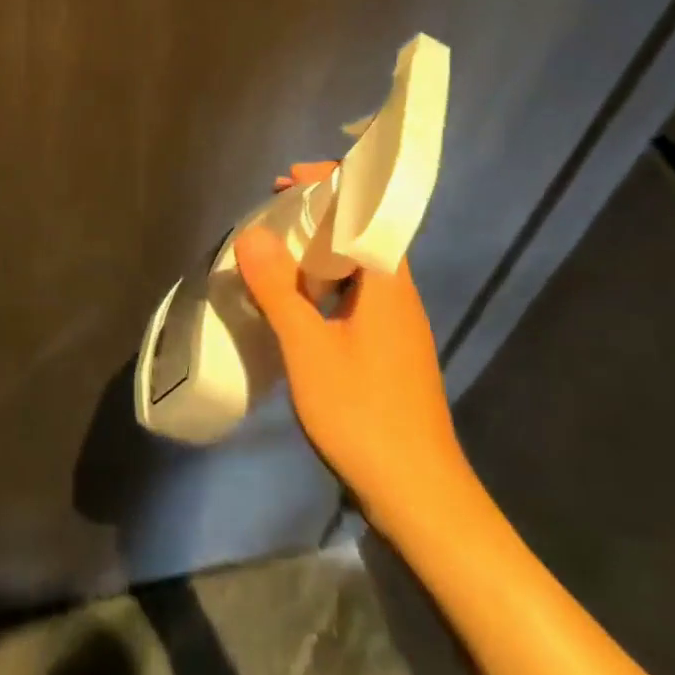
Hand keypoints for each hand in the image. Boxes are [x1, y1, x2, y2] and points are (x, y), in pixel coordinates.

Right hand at [236, 161, 463, 533]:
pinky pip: (354, 297)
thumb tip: (253, 234)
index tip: (287, 179)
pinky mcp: (389, 351)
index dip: (330, 185)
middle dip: (318, 214)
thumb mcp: (308, 349)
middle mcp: (397, 295)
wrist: (420, 496)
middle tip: (272, 211)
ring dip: (318, 251)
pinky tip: (294, 303)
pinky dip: (323, 285)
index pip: (367, 210)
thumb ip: (279, 289)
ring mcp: (396, 325)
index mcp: (387, 283)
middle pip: (362, 234)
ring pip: (357, 269)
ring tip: (274, 251)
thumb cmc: (363, 415)